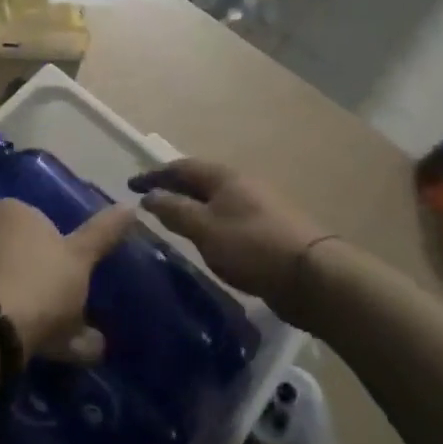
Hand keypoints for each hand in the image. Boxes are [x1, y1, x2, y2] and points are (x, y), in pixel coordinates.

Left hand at [0, 199, 134, 362]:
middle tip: (37, 305)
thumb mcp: (80, 261)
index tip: (56, 284)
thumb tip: (131, 208)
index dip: (48, 255)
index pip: (36, 224)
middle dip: (19, 266)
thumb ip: (104, 234)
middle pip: (7, 243)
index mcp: (16, 208)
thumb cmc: (43, 284)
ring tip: (12, 321)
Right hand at [129, 159, 324, 311]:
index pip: (181, 167)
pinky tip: (205, 239)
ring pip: (215, 199)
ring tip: (172, 221)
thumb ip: (174, 210)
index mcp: (224, 177)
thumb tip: (149, 196)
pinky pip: (228, 217)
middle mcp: (242, 183)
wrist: (312, 276)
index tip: (131, 185)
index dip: (154, 175)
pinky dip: (208, 221)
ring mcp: (258, 205)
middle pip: (200, 180)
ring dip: (191, 205)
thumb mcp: (204, 228)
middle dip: (173, 188)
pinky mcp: (268, 228)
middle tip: (149, 202)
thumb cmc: (252, 247)